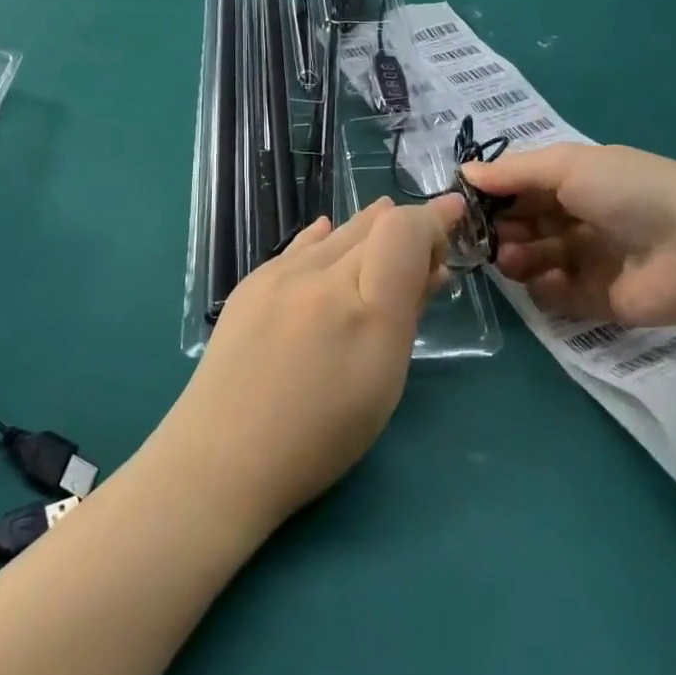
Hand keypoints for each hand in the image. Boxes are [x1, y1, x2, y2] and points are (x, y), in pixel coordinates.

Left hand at [156, 196, 463, 534]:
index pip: (405, 230)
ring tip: (386, 231)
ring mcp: (279, 273)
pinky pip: (301, 245)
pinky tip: (330, 237)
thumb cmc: (319, 435)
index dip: (433, 220)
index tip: (453, 220)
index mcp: (363, 307)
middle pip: (373, 223)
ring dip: (368, 229)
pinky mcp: (251, 281)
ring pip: (337, 231)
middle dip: (407, 224)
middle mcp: (321, 275)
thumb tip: (431, 268)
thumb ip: (408, 314)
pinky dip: (327, 239)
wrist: (222, 455)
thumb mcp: (384, 382)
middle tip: (429, 234)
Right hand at [463, 144, 675, 329]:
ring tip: (512, 260)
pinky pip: (556, 295)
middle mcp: (581, 218)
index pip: (523, 187)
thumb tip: (464, 174)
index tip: (464, 205)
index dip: (494, 195)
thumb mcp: (568, 165)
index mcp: (578, 181)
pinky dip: (546, 288)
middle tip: (487, 236)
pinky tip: (549, 280)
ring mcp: (590, 261)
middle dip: (501, 228)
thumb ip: (513, 172)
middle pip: (524, 224)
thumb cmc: (631, 192)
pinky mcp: (598, 300)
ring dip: (516, 258)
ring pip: (534, 260)